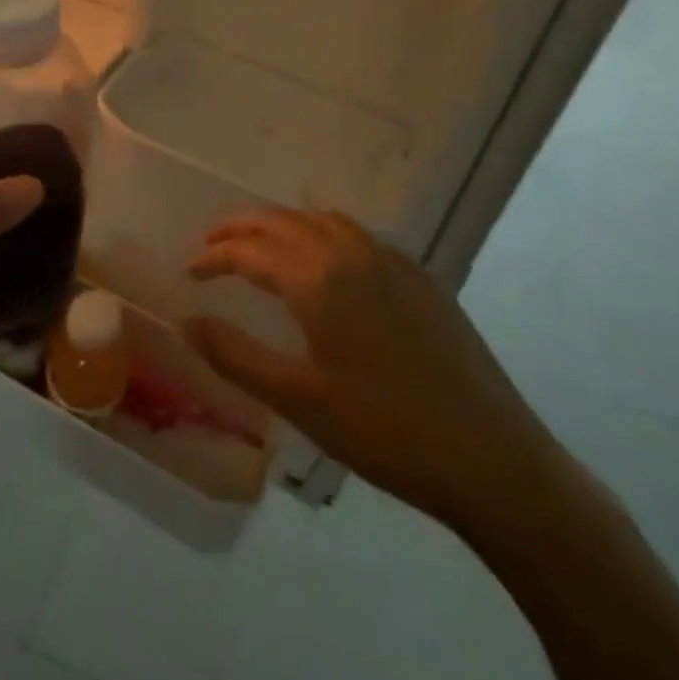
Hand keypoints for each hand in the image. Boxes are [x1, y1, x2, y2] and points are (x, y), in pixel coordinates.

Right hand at [183, 210, 564, 532]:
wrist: (491, 458)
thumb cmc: (384, 430)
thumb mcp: (298, 399)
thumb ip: (235, 354)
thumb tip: (187, 322)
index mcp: (320, 278)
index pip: (251, 250)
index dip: (214, 256)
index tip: (190, 271)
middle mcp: (353, 254)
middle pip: (285, 222)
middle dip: (243, 228)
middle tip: (213, 244)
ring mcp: (393, 262)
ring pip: (324, 221)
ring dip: (285, 225)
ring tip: (263, 246)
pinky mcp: (421, 279)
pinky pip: (358, 236)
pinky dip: (324, 235)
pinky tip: (326, 266)